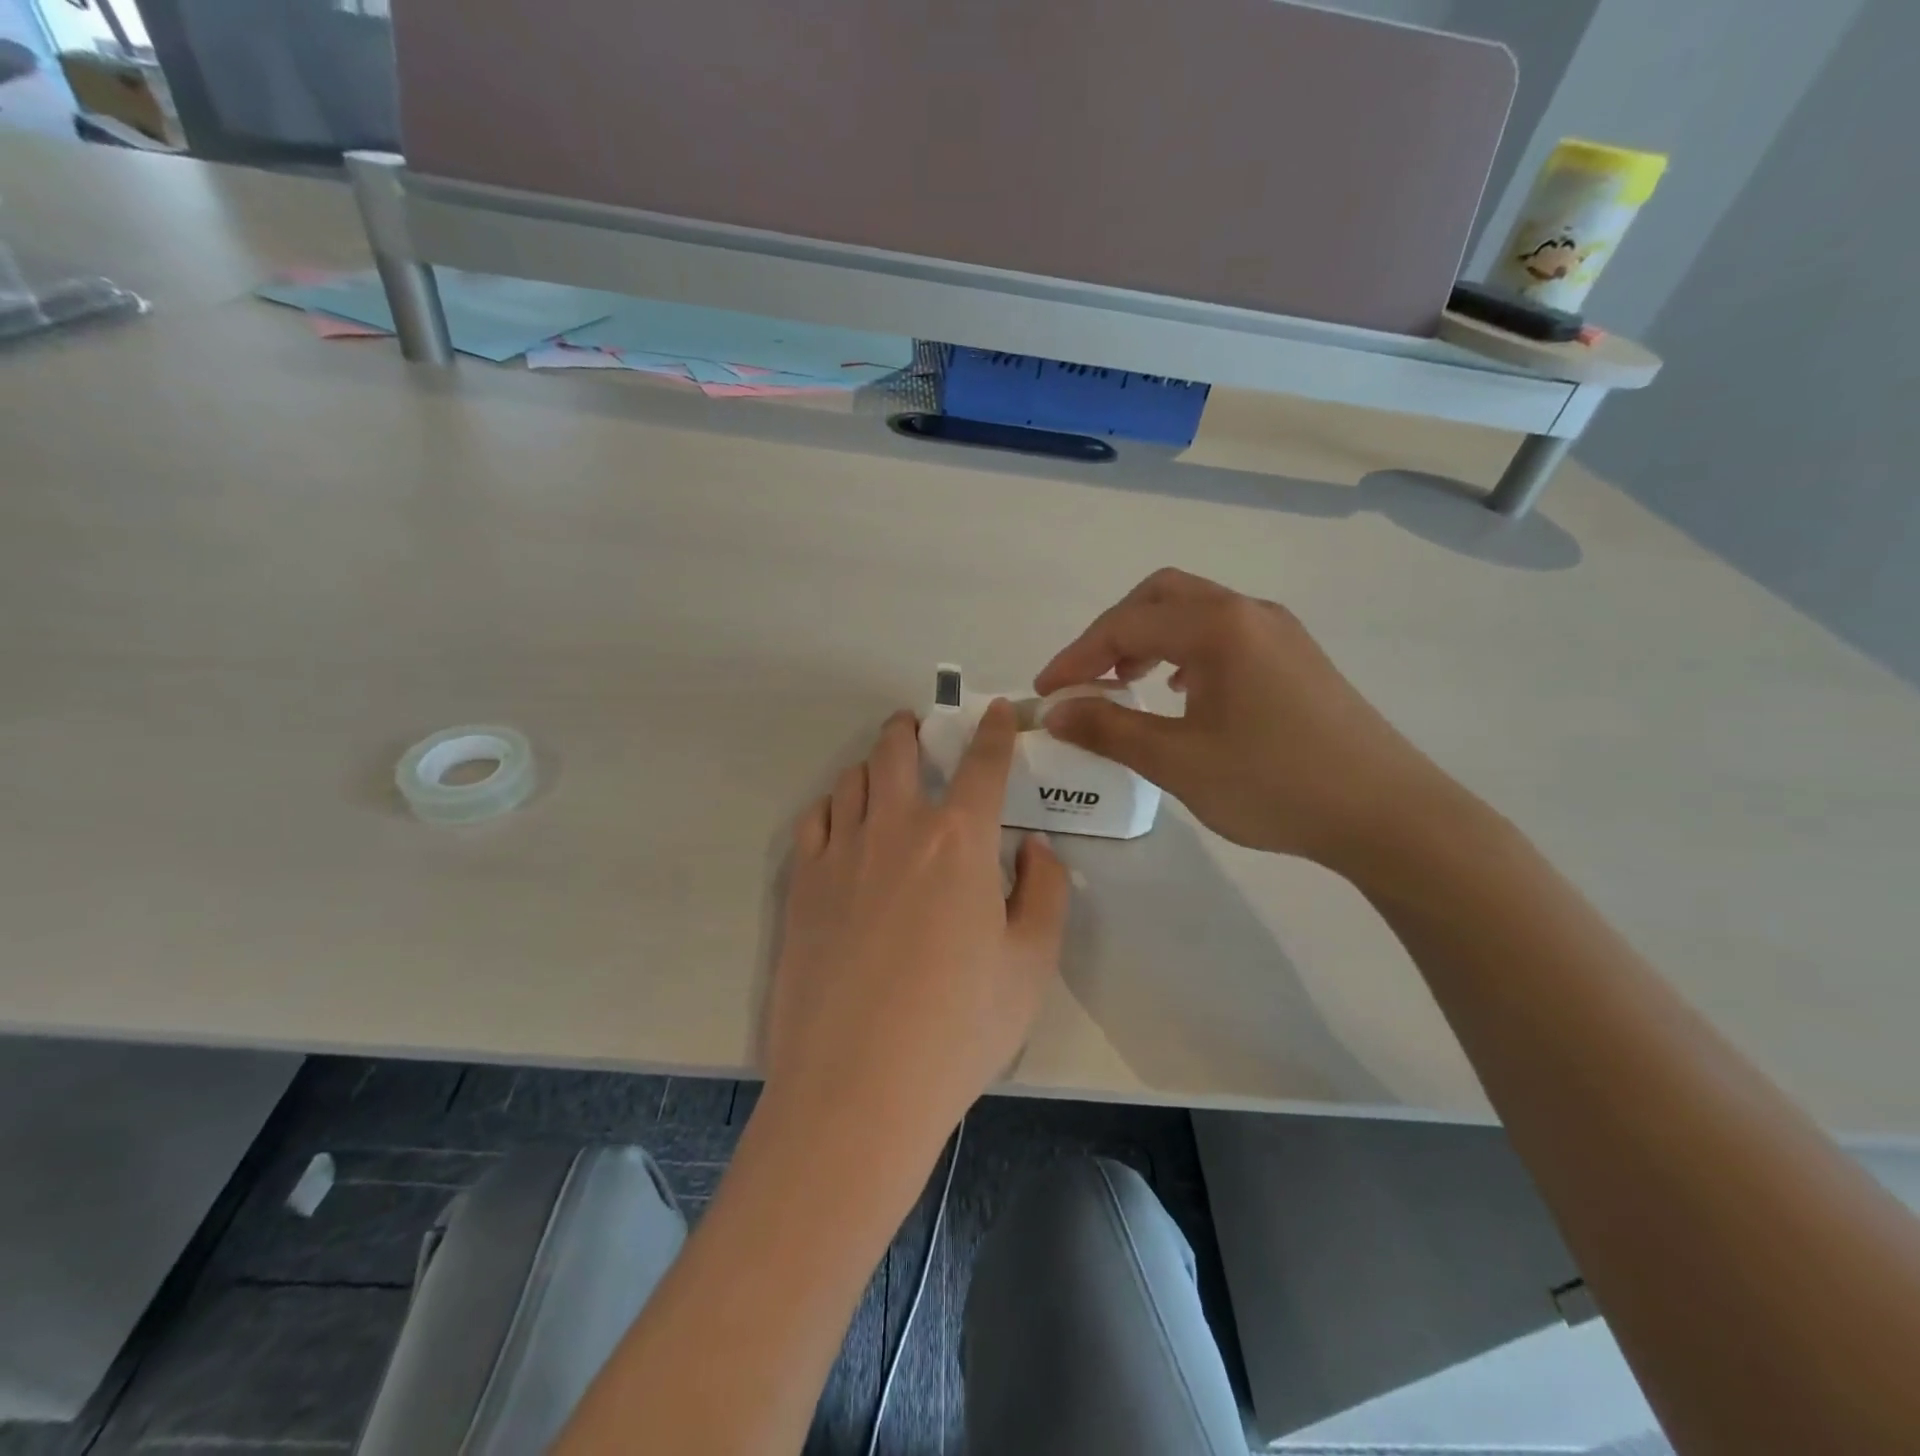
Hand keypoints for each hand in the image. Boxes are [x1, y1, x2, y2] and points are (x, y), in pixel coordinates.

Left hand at [763, 704, 1069, 1154]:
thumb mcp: (1030, 966)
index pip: (983, 765)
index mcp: (959, 842)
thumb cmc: (958, 1029)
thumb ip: (1044, 894)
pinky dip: (834, 808)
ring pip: (852, 780)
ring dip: (873, 767)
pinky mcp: (802, 884)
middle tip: (918, 728)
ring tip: (884, 779)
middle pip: (897, 751)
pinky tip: (844, 826)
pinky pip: (815, 820)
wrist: (857, 1087)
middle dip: (911, 729)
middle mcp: (897, 828)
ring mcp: (841, 853)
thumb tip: (1035, 850)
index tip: (998, 712)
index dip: (995, 731)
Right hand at [1036, 568, 1454, 867]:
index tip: (1045, 692)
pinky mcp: (1297, 657)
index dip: (1076, 655)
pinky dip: (1186, 650)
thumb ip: (1110, 729)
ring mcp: (1279, 632)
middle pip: (1162, 596)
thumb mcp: (1179, 762)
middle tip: (1088, 677)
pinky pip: (1225, 633)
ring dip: (1150, 637)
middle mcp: (1249, 612)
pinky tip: (1183, 693)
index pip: (1126, 624)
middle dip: (1113, 631)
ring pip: (1196, 611)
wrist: (1388, 815)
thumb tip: (1056, 712)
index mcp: (1218, 627)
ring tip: (1127, 683)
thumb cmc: (1275, 784)